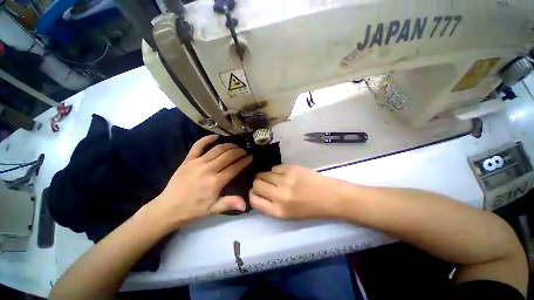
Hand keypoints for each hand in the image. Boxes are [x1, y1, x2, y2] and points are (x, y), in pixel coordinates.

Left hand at [147, 135, 252, 229]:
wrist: (168, 208)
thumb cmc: (193, 210)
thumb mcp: (213, 210)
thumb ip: (229, 203)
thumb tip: (246, 205)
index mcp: (216, 182)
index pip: (235, 167)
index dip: (245, 161)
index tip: (251, 157)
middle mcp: (208, 169)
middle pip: (228, 155)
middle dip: (239, 151)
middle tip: (245, 151)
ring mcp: (197, 162)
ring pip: (217, 149)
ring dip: (229, 145)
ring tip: (235, 145)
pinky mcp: (188, 160)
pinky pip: (198, 146)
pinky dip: (206, 139)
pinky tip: (215, 136)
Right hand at [250, 165, 345, 218]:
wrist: (329, 196)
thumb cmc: (309, 208)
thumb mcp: (288, 215)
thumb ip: (270, 205)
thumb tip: (257, 193)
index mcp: (278, 211)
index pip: (254, 200)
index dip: (252, 194)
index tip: (256, 192)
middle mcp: (279, 195)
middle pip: (256, 184)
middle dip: (258, 184)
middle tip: (264, 183)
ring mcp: (285, 179)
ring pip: (264, 174)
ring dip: (266, 176)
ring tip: (274, 178)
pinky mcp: (291, 168)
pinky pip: (275, 168)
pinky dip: (276, 171)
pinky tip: (284, 174)